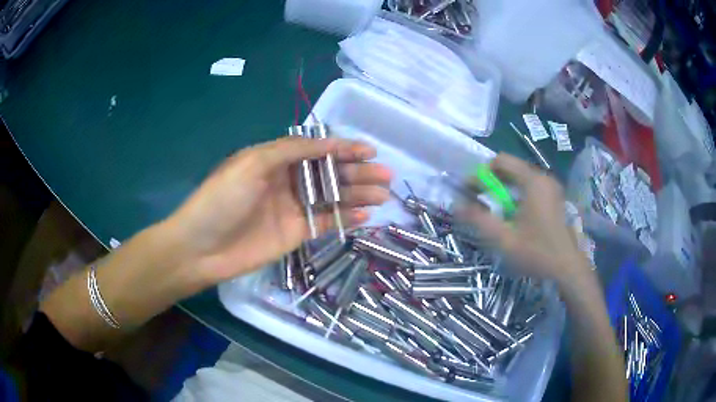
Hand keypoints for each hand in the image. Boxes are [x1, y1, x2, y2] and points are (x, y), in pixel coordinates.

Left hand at [165, 136, 391, 283]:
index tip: (370, 150)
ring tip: (383, 194)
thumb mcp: (252, 163)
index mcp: (275, 160)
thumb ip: (291, 150)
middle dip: (358, 172)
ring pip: (332, 198)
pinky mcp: (296, 233)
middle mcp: (287, 181)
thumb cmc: (223, 199)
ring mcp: (293, 208)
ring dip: (358, 195)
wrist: (201, 248)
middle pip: (329, 174)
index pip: (316, 150)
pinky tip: (366, 215)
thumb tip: (329, 143)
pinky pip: (325, 223)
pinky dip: (345, 219)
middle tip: (386, 176)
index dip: (343, 148)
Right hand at [462, 153, 589, 282]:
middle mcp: (543, 178)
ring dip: (503, 187)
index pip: (501, 161)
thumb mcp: (504, 239)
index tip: (469, 191)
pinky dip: (516, 193)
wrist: (567, 267)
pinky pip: (529, 185)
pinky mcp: (554, 196)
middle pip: (511, 167)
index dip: (481, 173)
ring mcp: (550, 187)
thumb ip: (479, 220)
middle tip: (478, 199)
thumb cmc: (537, 253)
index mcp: (532, 182)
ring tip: (494, 208)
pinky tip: (512, 213)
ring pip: (520, 176)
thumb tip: (457, 205)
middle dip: (491, 180)